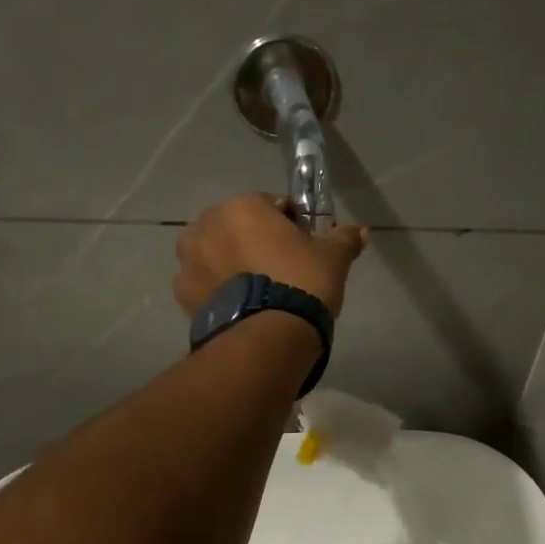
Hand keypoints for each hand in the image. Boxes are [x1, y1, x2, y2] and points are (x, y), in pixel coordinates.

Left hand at [174, 194, 368, 317]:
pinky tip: (240, 308)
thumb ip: (344, 239)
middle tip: (280, 270)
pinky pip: (205, 284)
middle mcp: (207, 225)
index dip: (289, 224)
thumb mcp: (333, 258)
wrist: (267, 338)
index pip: (270, 205)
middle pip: (237, 227)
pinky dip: (218, 290)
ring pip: (216, 254)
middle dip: (254, 242)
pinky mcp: (182, 294)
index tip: (302, 246)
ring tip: (258, 292)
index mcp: (243, 207)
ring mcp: (189, 260)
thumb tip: (361, 231)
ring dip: (231, 264)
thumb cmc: (301, 284)